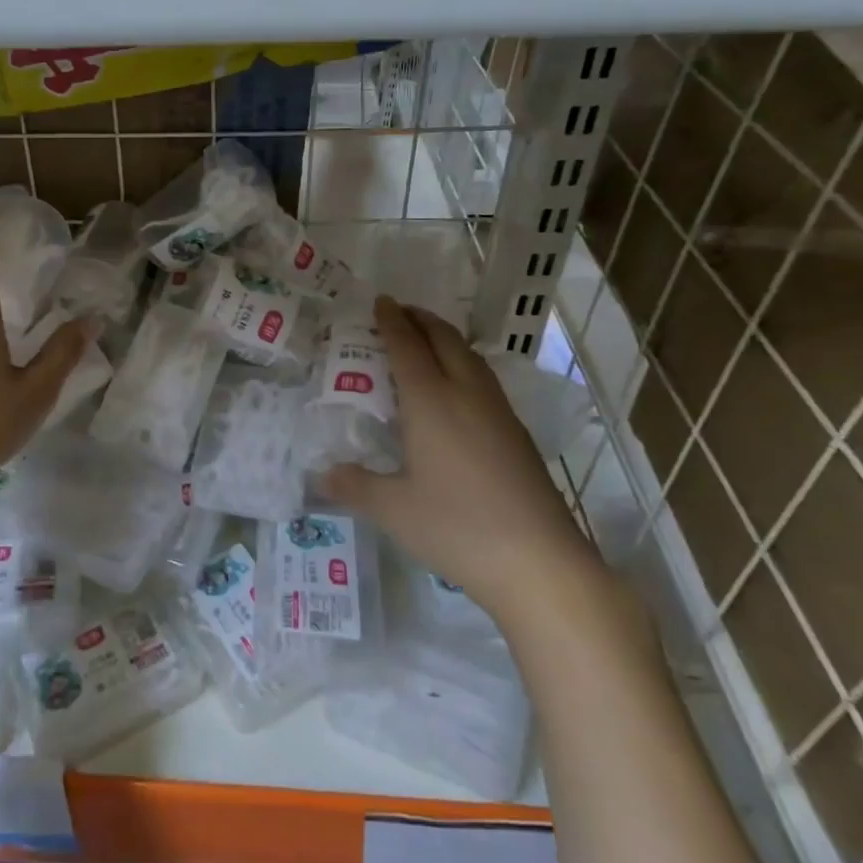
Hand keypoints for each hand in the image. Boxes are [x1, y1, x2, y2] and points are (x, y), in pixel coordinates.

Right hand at [323, 297, 587, 602]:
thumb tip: (322, 474)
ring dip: (446, 339)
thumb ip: (354, 486)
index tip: (380, 301)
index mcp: (431, 402)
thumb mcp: (393, 509)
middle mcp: (466, 394)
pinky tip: (458, 390)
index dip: (391, 321)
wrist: (539, 561)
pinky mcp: (517, 434)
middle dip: (421, 319)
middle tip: (399, 313)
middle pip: (445, 340)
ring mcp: (498, 412)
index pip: (407, 347)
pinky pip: (484, 380)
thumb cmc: (456, 527)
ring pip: (470, 357)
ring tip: (427, 342)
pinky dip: (463, 365)